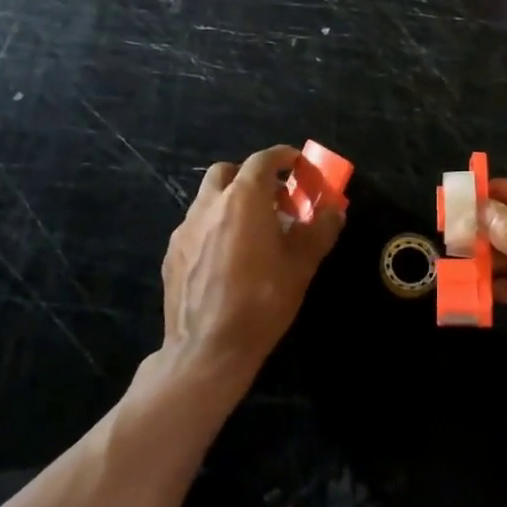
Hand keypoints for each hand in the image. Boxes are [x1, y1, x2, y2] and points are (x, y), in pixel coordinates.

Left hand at [162, 146, 343, 388]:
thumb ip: (320, 231)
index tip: (298, 164)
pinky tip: (228, 258)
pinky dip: (215, 227)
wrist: (207, 350)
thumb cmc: (261, 302)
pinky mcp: (171, 254)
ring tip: (253, 231)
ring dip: (231, 202)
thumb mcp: (301, 266)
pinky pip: (196, 226)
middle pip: (228, 172)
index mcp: (243, 200)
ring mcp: (185, 229)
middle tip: (274, 199)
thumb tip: (334, 211)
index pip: (263, 160)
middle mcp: (209, 205)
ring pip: (208, 199)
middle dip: (252, 177)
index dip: (283, 157)